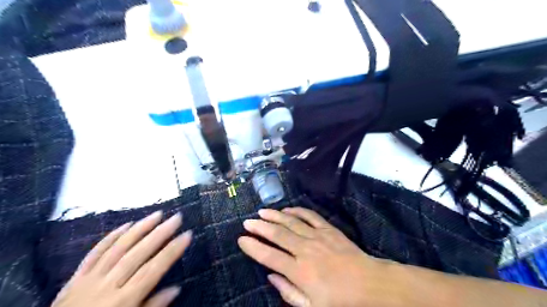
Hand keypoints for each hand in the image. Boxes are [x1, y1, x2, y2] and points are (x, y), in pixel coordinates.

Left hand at [50, 211, 191, 306]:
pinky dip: (111, 237)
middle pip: (138, 254)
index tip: (187, 234)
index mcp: (124, 301)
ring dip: (140, 228)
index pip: (154, 270)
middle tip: (177, 217)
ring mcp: (90, 279)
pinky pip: (94, 252)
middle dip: (160, 233)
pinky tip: (126, 224)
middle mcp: (108, 286)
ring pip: (118, 248)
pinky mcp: (75, 278)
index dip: (172, 251)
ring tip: (157, 214)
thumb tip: (176, 289)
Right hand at [238, 208, 395, 305]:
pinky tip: (288, 209)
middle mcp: (304, 250)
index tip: (241, 239)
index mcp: (299, 271)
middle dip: (259, 227)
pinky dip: (297, 211)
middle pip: (277, 234)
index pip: (269, 256)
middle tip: (247, 221)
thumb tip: (271, 276)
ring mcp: (317, 236)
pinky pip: (310, 216)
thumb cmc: (340, 300)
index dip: (253, 247)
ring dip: (275, 216)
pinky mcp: (328, 229)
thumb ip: (288, 291)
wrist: (370, 285)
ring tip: (262, 211)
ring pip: (291, 222)